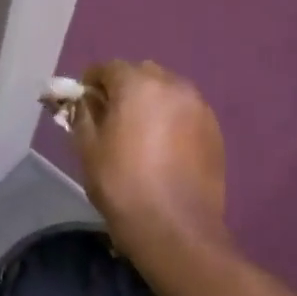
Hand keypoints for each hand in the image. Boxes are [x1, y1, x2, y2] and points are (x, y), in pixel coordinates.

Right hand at [71, 61, 227, 250]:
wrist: (175, 227)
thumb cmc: (121, 184)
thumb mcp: (87, 148)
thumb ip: (82, 113)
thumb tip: (83, 99)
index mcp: (138, 84)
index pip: (108, 67)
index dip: (91, 83)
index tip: (83, 104)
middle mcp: (173, 85)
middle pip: (141, 74)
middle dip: (123, 88)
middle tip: (110, 118)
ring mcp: (199, 107)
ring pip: (167, 91)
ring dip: (150, 102)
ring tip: (139, 134)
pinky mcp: (215, 130)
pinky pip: (185, 112)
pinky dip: (171, 119)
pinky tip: (163, 148)